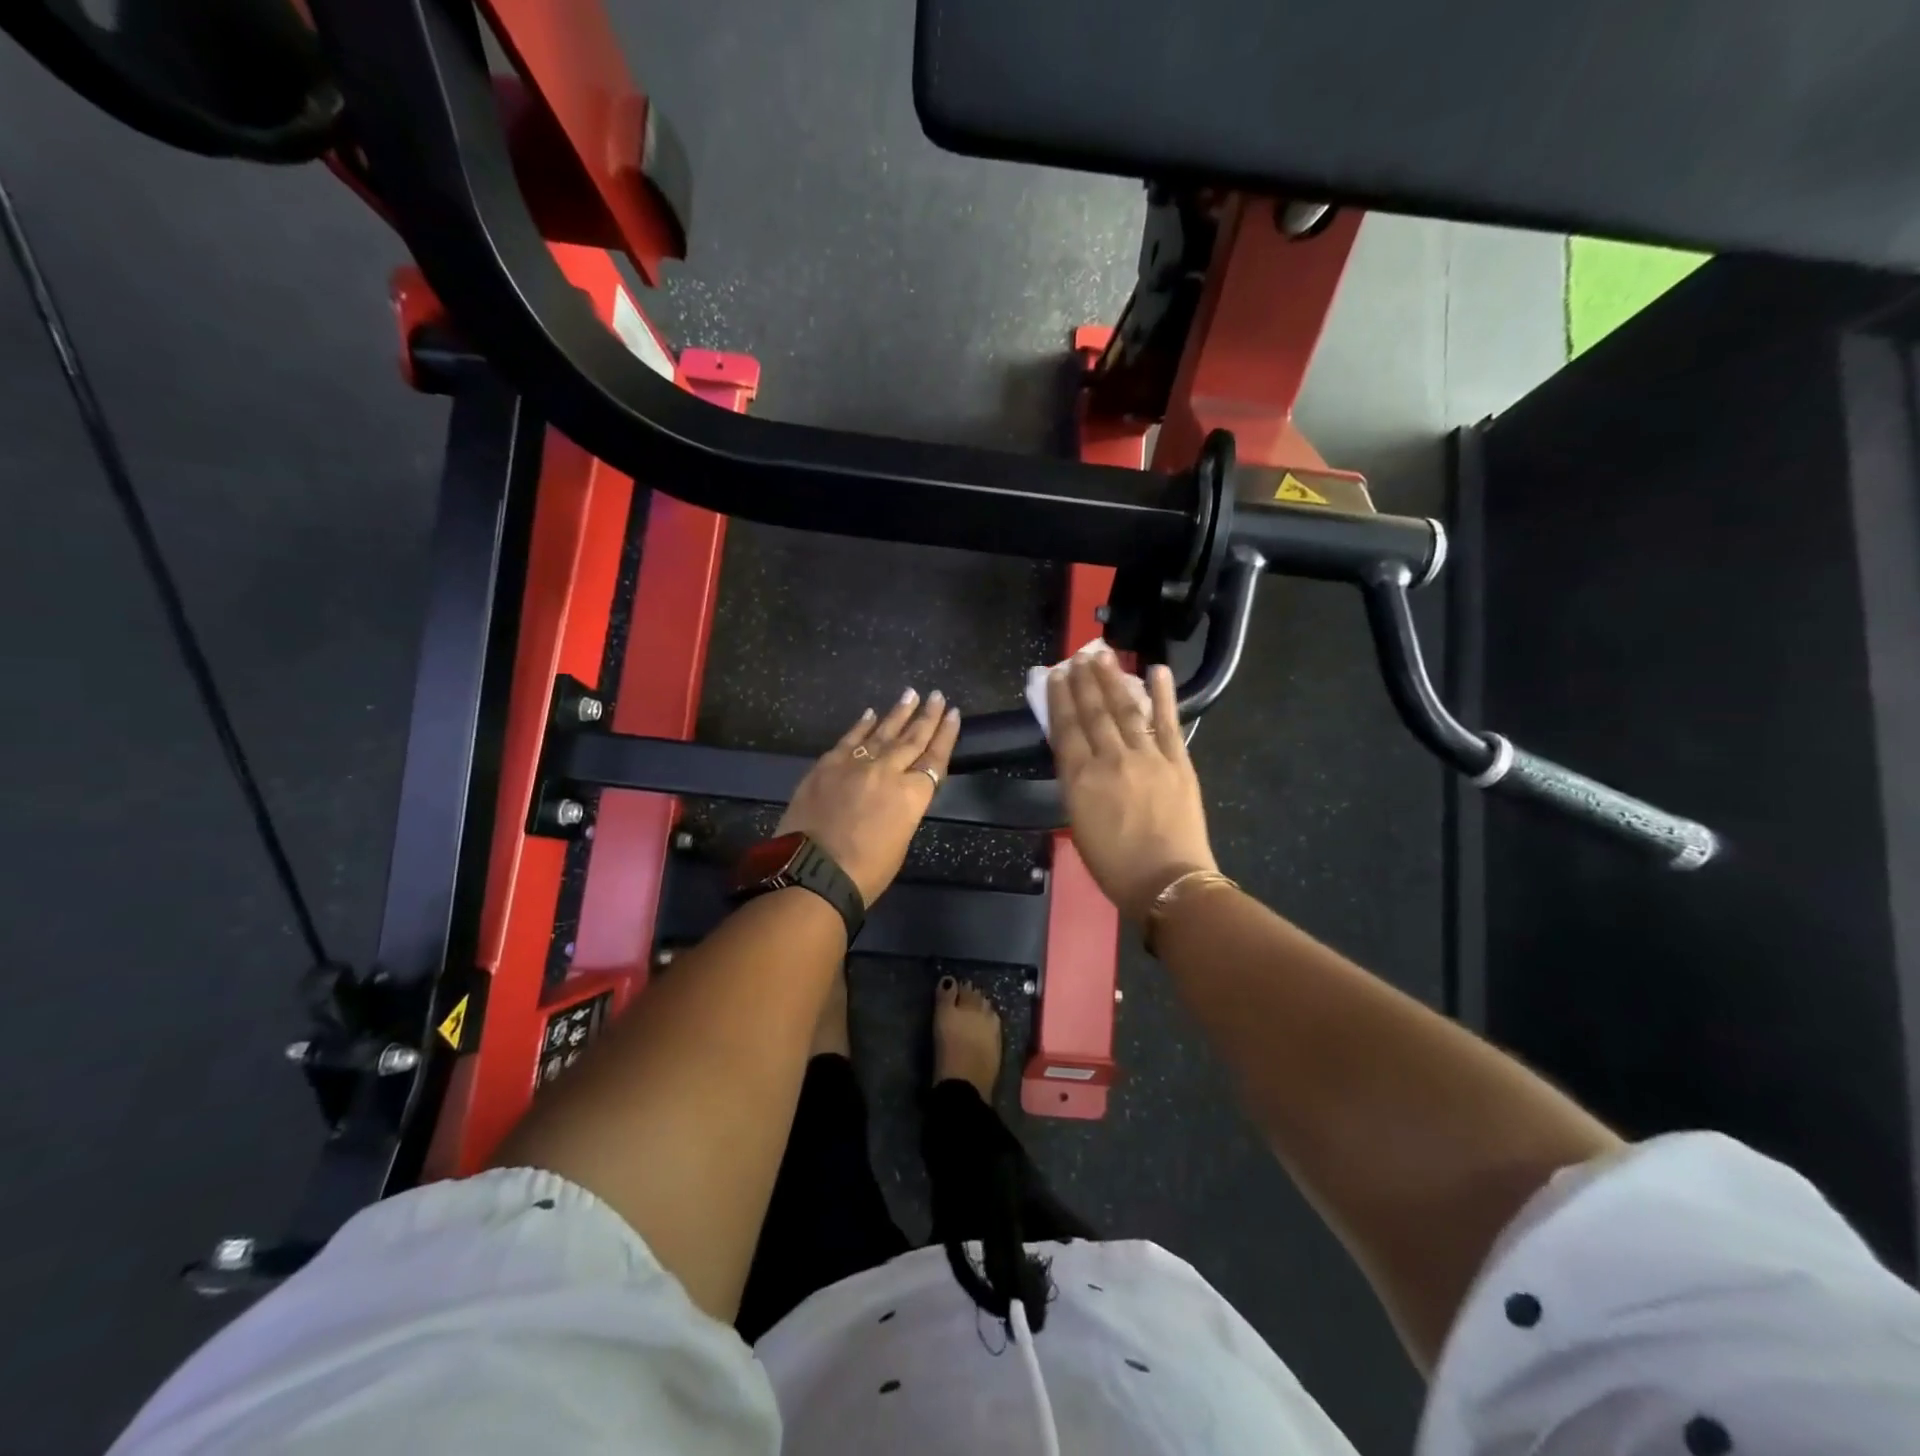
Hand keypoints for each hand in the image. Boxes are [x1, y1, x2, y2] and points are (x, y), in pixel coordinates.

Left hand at [776, 689, 960, 904]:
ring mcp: (855, 765)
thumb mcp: (900, 842)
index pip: (935, 758)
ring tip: (911, 694)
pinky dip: (862, 725)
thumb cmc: (865, 873)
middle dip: (927, 716)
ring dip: (899, 713)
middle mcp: (888, 772)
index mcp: (911, 795)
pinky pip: (849, 740)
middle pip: (912, 739)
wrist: (812, 874)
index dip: (946, 735)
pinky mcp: (827, 765)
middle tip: (938, 696)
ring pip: (883, 732)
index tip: (954, 714)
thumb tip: (897, 794)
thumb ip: (902, 809)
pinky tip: (871, 713)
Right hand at [1048, 651, 1215, 921]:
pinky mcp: (1178, 761)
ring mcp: (1148, 757)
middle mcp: (1111, 759)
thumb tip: (1076, 755)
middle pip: (1094, 712)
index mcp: (1081, 778)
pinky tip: (1157, 670)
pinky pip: (1168, 722)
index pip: (1066, 728)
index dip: (1060, 699)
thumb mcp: (1078, 822)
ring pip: (1126, 710)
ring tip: (1103, 656)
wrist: (1167, 881)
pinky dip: (1163, 694)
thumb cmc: (1114, 864)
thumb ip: (1076, 784)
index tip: (1056, 675)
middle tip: (1078, 656)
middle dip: (1084, 681)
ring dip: (1114, 680)